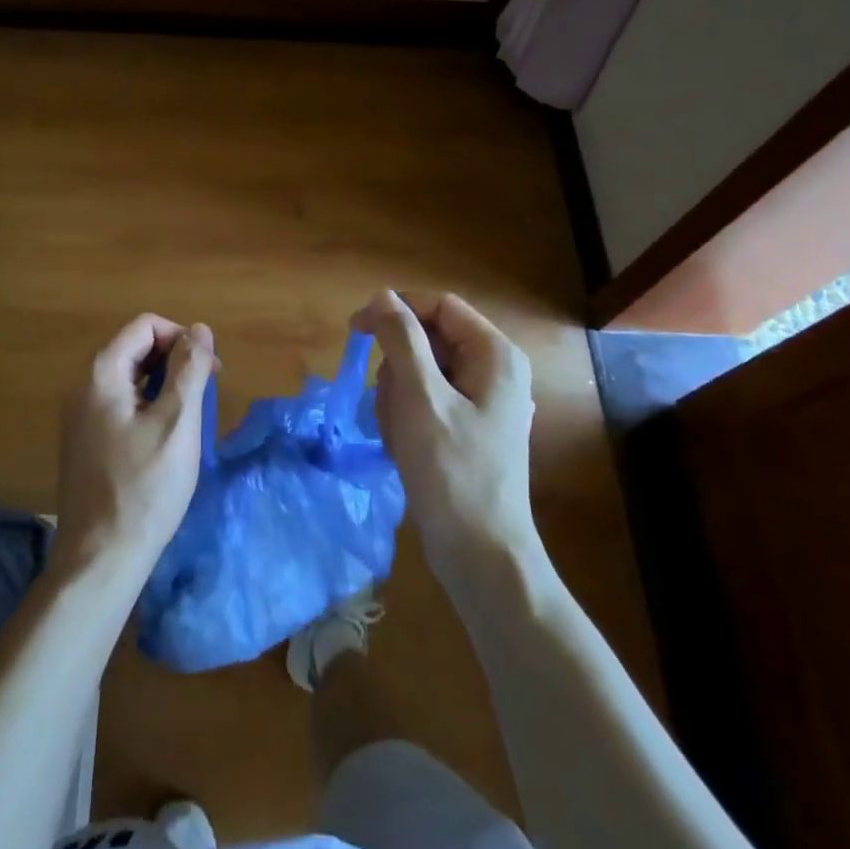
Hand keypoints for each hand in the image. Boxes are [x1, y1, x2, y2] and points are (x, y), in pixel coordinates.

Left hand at [54, 314, 215, 582]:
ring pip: (128, 379)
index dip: (181, 337)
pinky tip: (166, 436)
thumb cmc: (145, 487)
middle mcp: (83, 388)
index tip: (209, 368)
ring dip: (163, 383)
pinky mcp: (85, 443)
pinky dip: (148, 406)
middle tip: (207, 389)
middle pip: (133, 349)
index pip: (144, 326)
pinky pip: (120, 405)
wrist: (101, 556)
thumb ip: (189, 370)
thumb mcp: (178, 423)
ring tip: (191, 413)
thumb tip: (199, 329)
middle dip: (174, 359)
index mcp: (102, 375)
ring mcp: (80, 418)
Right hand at [353, 290, 545, 581]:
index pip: (438, 306)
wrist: (479, 552)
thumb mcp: (420, 397)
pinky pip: (425, 403)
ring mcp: (482, 402)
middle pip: (427, 340)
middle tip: (389, 406)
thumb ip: (401, 339)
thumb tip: (382, 296)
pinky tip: (405, 449)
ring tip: (400, 436)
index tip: (354, 332)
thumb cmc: (451, 469)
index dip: (395, 312)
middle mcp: (494, 371)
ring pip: (420, 373)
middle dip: (396, 368)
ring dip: (397, 398)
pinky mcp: (468, 429)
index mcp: (494, 354)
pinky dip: (406, 419)